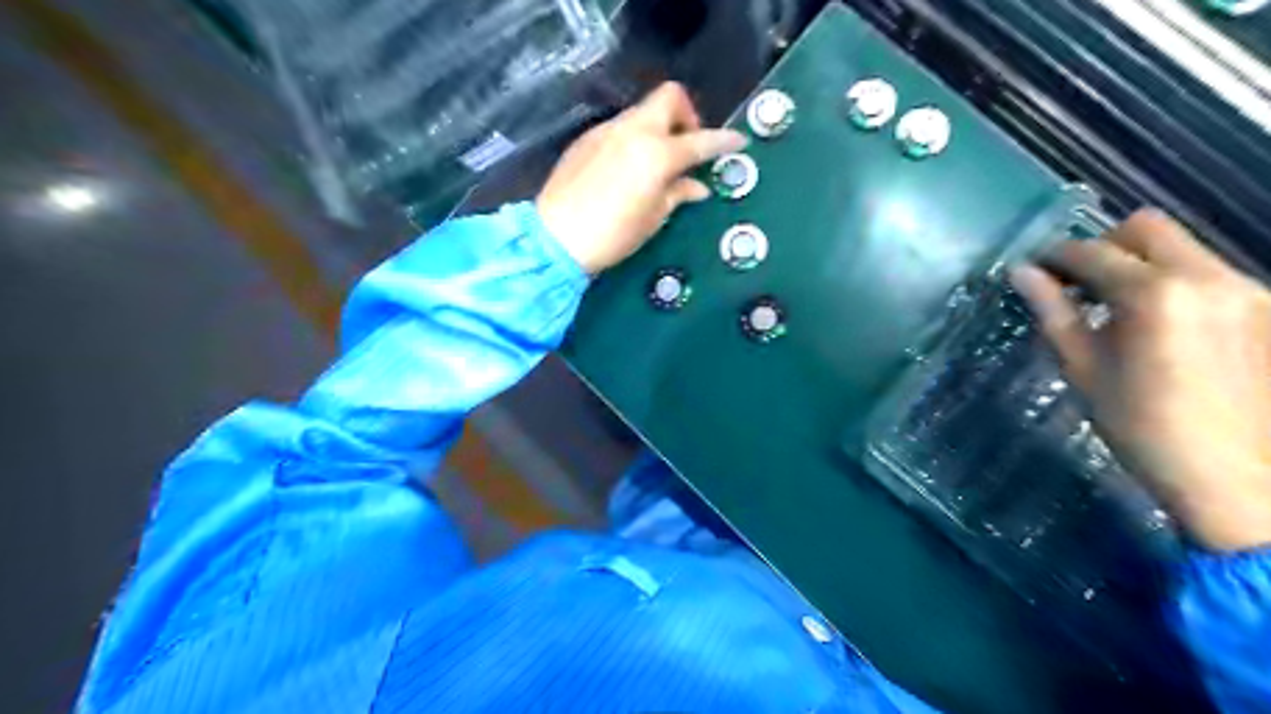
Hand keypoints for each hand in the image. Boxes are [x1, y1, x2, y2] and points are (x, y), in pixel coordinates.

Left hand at [533, 80, 747, 272]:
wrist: (556, 238)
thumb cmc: (612, 235)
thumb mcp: (653, 219)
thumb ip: (678, 193)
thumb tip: (697, 185)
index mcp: (656, 154)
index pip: (699, 140)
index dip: (723, 140)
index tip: (738, 141)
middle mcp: (633, 131)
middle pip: (669, 97)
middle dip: (686, 114)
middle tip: (687, 146)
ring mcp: (607, 131)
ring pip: (642, 112)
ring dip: (658, 126)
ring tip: (656, 161)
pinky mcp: (587, 139)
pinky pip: (620, 127)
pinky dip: (634, 138)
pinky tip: (628, 167)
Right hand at [1020, 209, 1270, 547]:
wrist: (1236, 476)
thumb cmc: (1141, 426)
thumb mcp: (1083, 368)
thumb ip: (1054, 311)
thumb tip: (1022, 273)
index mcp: (1155, 294)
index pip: (1091, 251)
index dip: (1054, 256)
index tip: (1033, 270)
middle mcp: (1207, 276)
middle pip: (1146, 227)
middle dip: (1102, 245)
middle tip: (1078, 283)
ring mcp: (1244, 289)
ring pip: (1180, 248)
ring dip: (1138, 263)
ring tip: (1115, 307)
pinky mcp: (1264, 307)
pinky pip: (1205, 272)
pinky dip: (1170, 282)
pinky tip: (1157, 324)